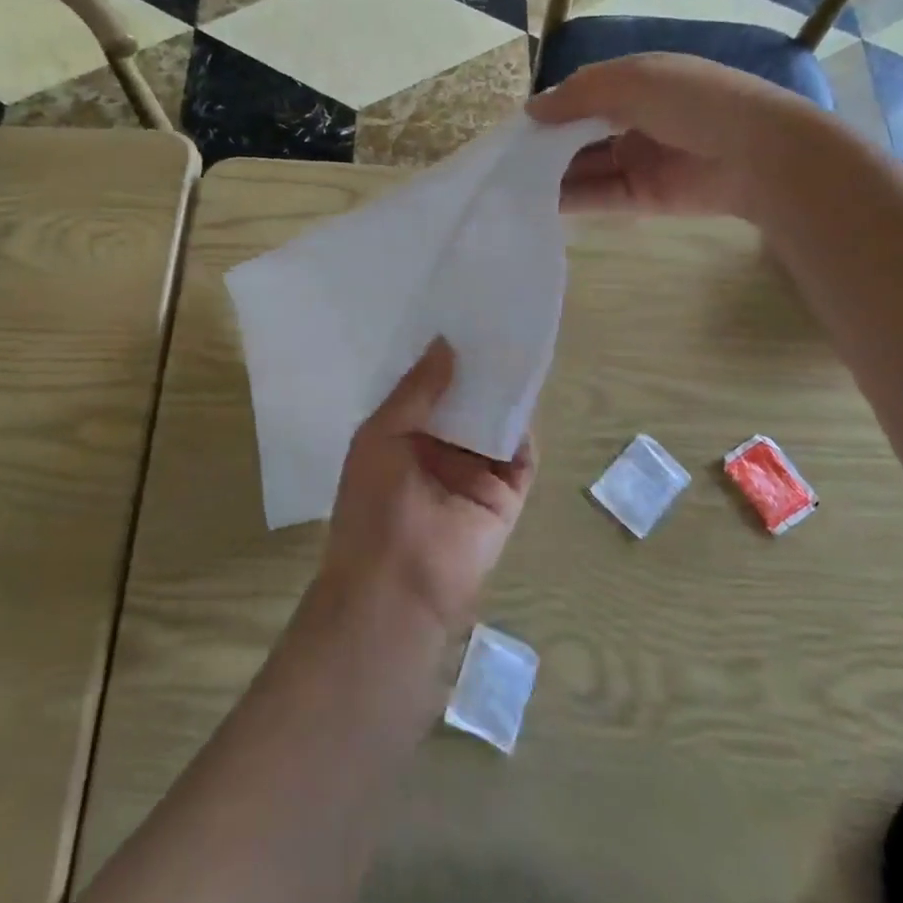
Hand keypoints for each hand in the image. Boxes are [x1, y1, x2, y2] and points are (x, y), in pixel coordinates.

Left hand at [318, 339, 534, 636]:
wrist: (397, 584)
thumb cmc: (374, 504)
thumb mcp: (382, 434)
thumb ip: (417, 390)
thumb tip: (445, 343)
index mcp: (402, 439)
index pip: (427, 391)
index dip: (440, 360)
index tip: (455, 319)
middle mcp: (439, 452)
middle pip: (465, 404)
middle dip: (476, 372)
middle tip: (492, 323)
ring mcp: (474, 474)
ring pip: (494, 425)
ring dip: (503, 394)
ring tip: (515, 344)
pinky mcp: (505, 495)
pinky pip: (520, 456)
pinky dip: (524, 428)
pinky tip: (528, 390)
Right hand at [527, 52, 836, 219]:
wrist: (758, 154)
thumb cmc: (694, 101)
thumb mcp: (632, 80)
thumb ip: (578, 94)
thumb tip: (532, 110)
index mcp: (637, 83)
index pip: (583, 94)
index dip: (551, 108)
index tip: (516, 126)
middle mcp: (634, 120)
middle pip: (580, 134)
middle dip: (546, 145)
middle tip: (505, 160)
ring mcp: (638, 160)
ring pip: (585, 167)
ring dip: (552, 174)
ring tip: (511, 185)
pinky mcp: (643, 196)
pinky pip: (599, 196)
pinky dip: (570, 199)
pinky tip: (537, 203)